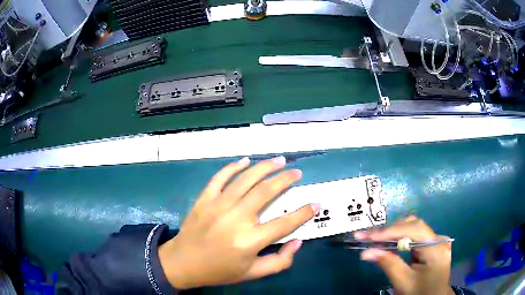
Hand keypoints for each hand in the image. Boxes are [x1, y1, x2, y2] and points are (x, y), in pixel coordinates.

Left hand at [159, 157, 319, 288]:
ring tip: (279, 160)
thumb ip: (279, 262)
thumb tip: (298, 242)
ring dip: (264, 167)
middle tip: (297, 172)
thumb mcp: (252, 274)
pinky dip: (233, 167)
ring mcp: (218, 205)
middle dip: (285, 179)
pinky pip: (220, 177)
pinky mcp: (204, 199)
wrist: (183, 263)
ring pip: (246, 179)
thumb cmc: (219, 270)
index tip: (316, 203)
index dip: (304, 213)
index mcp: (249, 241)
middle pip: (266, 192)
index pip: (285, 224)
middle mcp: (236, 219)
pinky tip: (245, 160)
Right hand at [355, 216, 454, 294]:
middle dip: (389, 230)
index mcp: (436, 248)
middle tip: (366, 237)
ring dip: (392, 232)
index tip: (367, 237)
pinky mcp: (431, 244)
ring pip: (413, 228)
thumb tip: (366, 252)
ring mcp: (436, 240)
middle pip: (413, 225)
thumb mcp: (403, 282)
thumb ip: (388, 264)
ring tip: (372, 239)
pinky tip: (387, 242)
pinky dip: (399, 238)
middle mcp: (438, 239)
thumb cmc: (419, 294)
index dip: (390, 231)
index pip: (414, 230)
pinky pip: (414, 235)